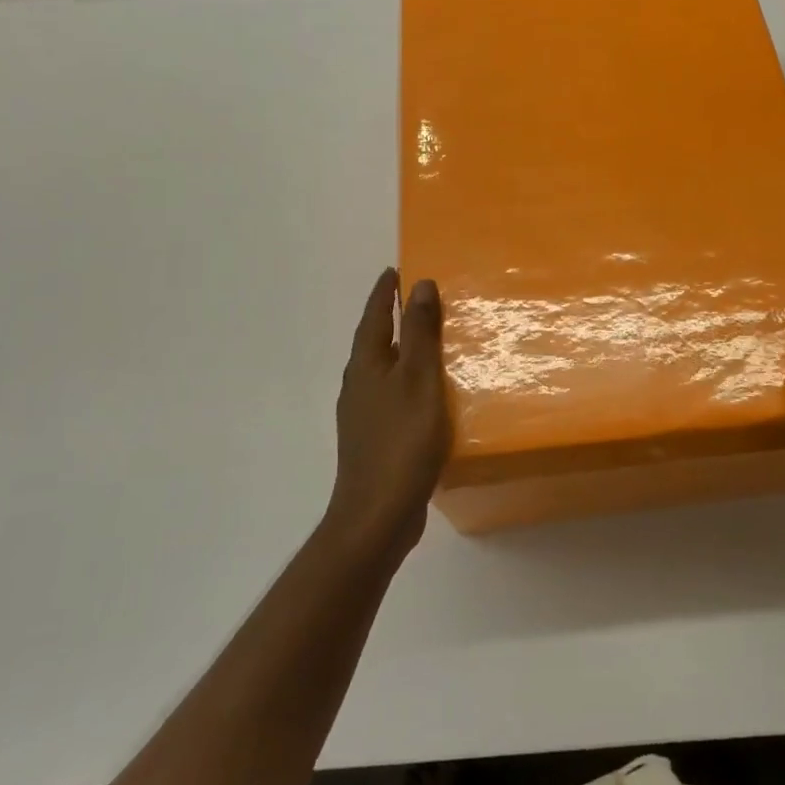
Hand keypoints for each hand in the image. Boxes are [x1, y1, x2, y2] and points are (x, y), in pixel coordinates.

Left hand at [325, 268, 451, 563]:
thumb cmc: (402, 440)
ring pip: (382, 370)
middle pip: (373, 342)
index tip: (393, 270)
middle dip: (389, 319)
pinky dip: (406, 382)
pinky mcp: (375, 440)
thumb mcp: (419, 379)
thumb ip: (419, 333)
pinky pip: (391, 396)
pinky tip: (425, 395)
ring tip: (425, 341)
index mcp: (366, 366)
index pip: (373, 317)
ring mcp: (363, 416)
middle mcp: (358, 386)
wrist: (377, 514)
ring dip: (399, 351)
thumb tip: (418, 284)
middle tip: (414, 300)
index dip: (383, 293)